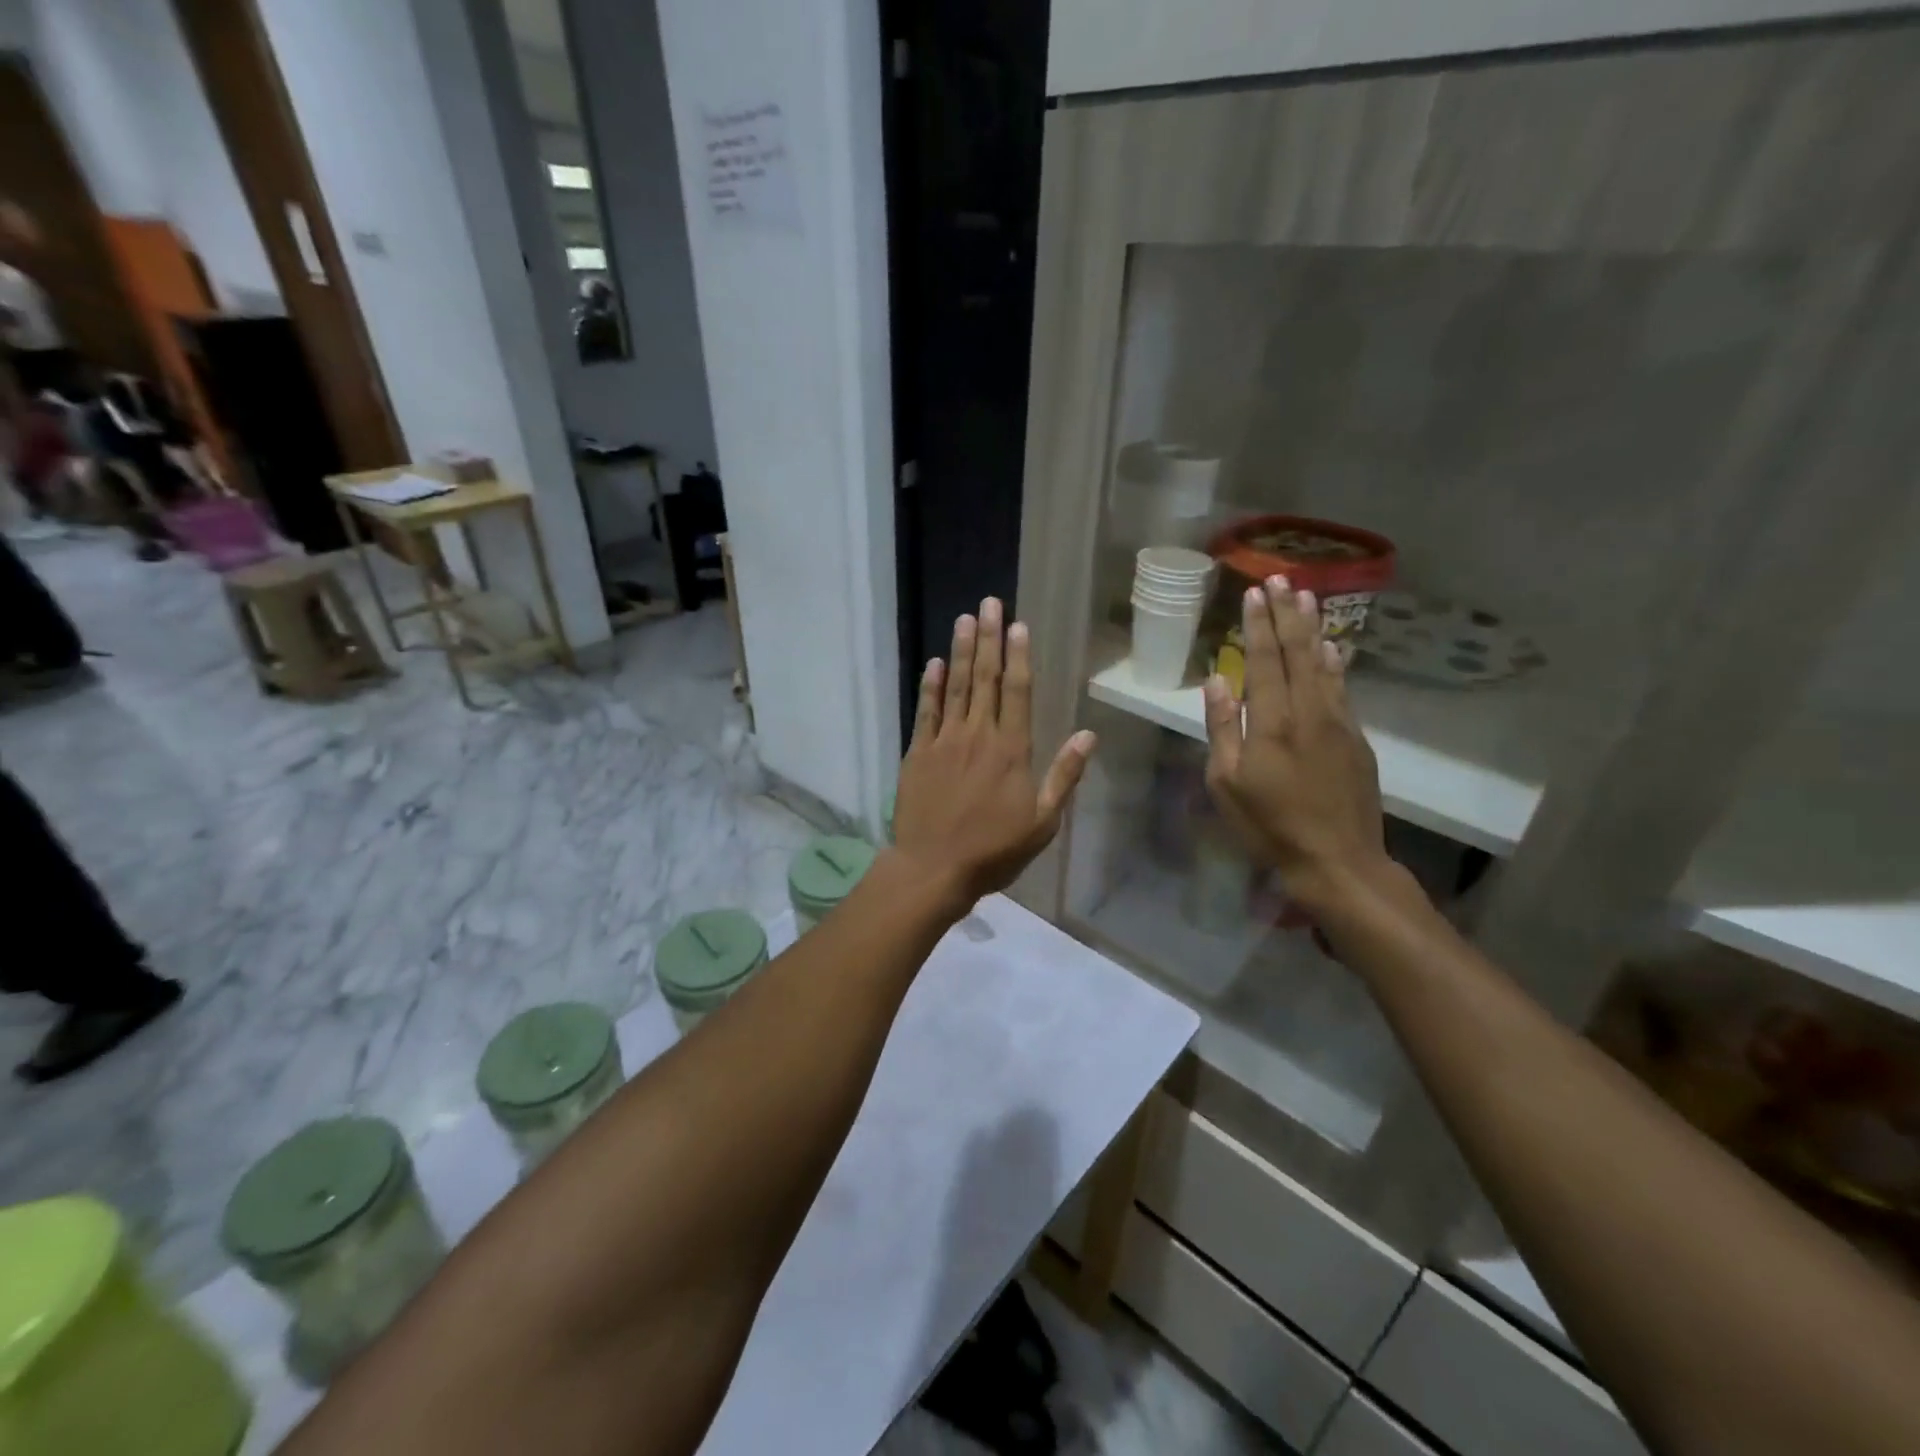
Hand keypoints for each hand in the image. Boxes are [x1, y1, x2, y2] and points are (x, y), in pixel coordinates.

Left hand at [892, 598, 1096, 911]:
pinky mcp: (918, 753)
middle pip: (985, 678)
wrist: (934, 868)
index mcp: (1012, 750)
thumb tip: (1089, 736)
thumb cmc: (994, 850)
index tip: (1019, 625)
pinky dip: (931, 685)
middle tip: (990, 603)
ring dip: (962, 651)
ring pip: (956, 686)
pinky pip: (925, 711)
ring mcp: (945, 741)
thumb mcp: (1043, 822)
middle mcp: (978, 735)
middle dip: (990, 638)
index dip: (1018, 655)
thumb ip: (1064, 776)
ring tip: (965, 618)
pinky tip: (935, 662)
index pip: (1017, 691)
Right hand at [1203, 576, 1392, 915]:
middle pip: (1297, 652)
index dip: (1258, 624)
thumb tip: (1218, 679)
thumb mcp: (1226, 783)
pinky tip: (1330, 647)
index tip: (1253, 592)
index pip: (1264, 660)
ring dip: (1313, 628)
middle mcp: (1308, 712)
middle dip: (1287, 613)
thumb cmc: (1268, 825)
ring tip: (1307, 597)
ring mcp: (1338, 723)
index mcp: (1271, 722)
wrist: (1337, 861)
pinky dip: (1334, 662)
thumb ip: (1222, 728)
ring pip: (1324, 664)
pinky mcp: (1356, 739)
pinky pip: (1342, 688)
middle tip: (1281, 578)